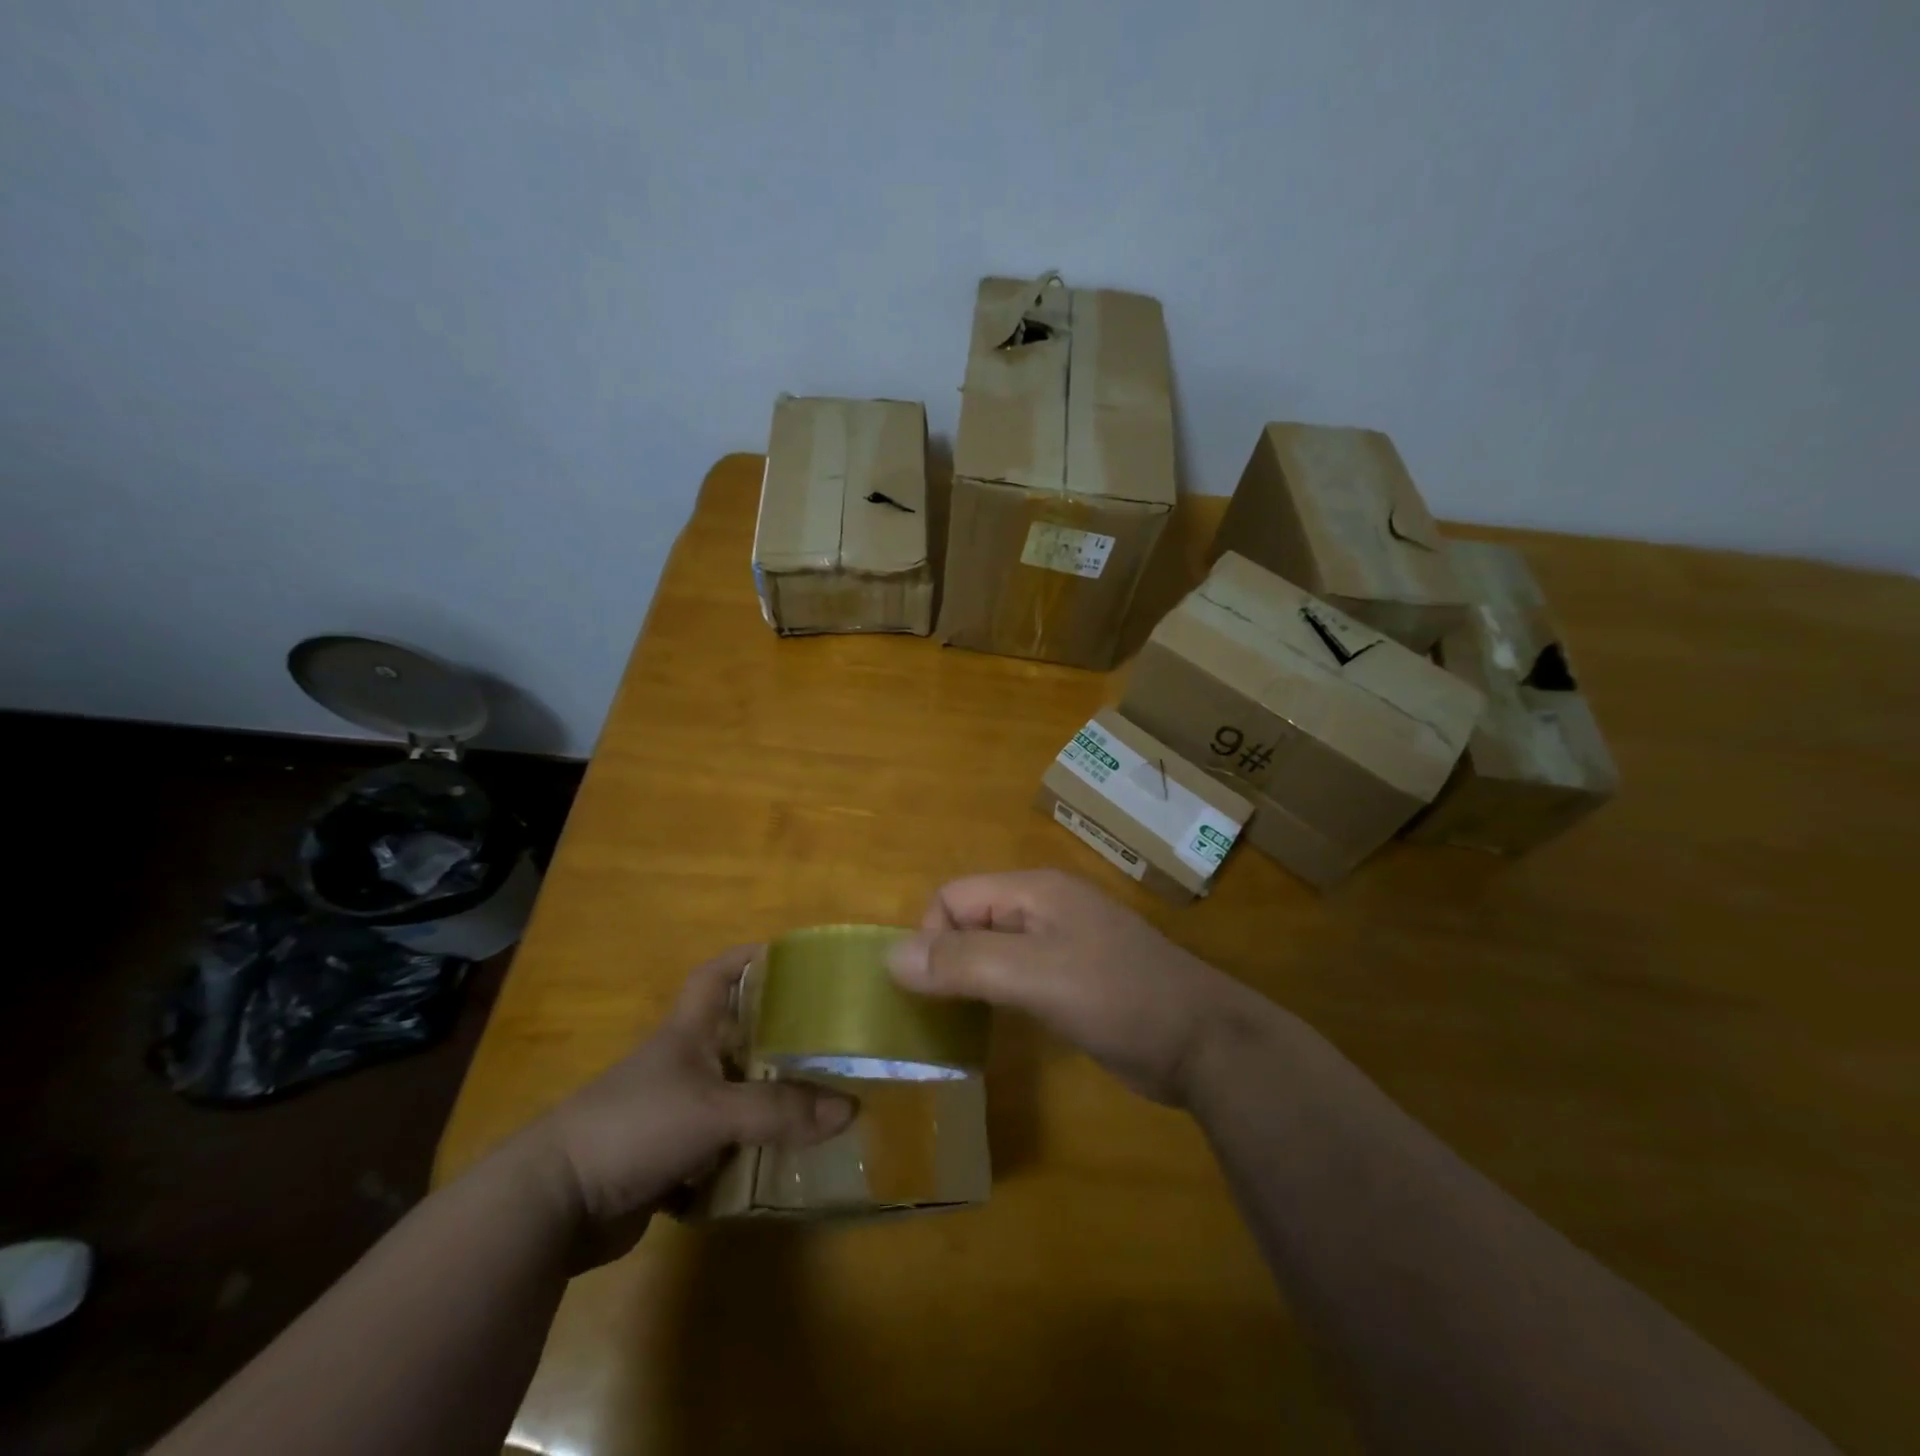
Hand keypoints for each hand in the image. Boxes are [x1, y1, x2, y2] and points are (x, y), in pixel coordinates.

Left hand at [520, 947, 856, 1266]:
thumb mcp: (714, 1110)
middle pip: (738, 1038)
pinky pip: (722, 1149)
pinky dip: (748, 1154)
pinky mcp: (668, 1160)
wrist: (553, 1205)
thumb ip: (779, 1109)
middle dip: (779, 1039)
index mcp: (687, 1033)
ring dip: (768, 1103)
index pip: (716, 975)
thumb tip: (850, 1108)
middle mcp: (683, 1065)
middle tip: (829, 1040)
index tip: (790, 957)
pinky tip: (784, 1161)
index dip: (748, 958)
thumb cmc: (634, 1126)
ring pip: (734, 1097)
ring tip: (821, 1103)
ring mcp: (674, 1114)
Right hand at [887, 870, 1258, 1104]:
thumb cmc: (1118, 998)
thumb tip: (890, 957)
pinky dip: (995, 994)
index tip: (931, 993)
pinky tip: (993, 1027)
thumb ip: (964, 963)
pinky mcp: (1074, 977)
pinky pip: (1016, 975)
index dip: (931, 939)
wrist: (1204, 1043)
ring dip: (967, 979)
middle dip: (945, 959)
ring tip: (953, 1025)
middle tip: (936, 1015)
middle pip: (970, 920)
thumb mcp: (1035, 977)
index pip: (953, 897)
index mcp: (1034, 891)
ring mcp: (1062, 943)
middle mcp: (1044, 907)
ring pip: (992, 949)